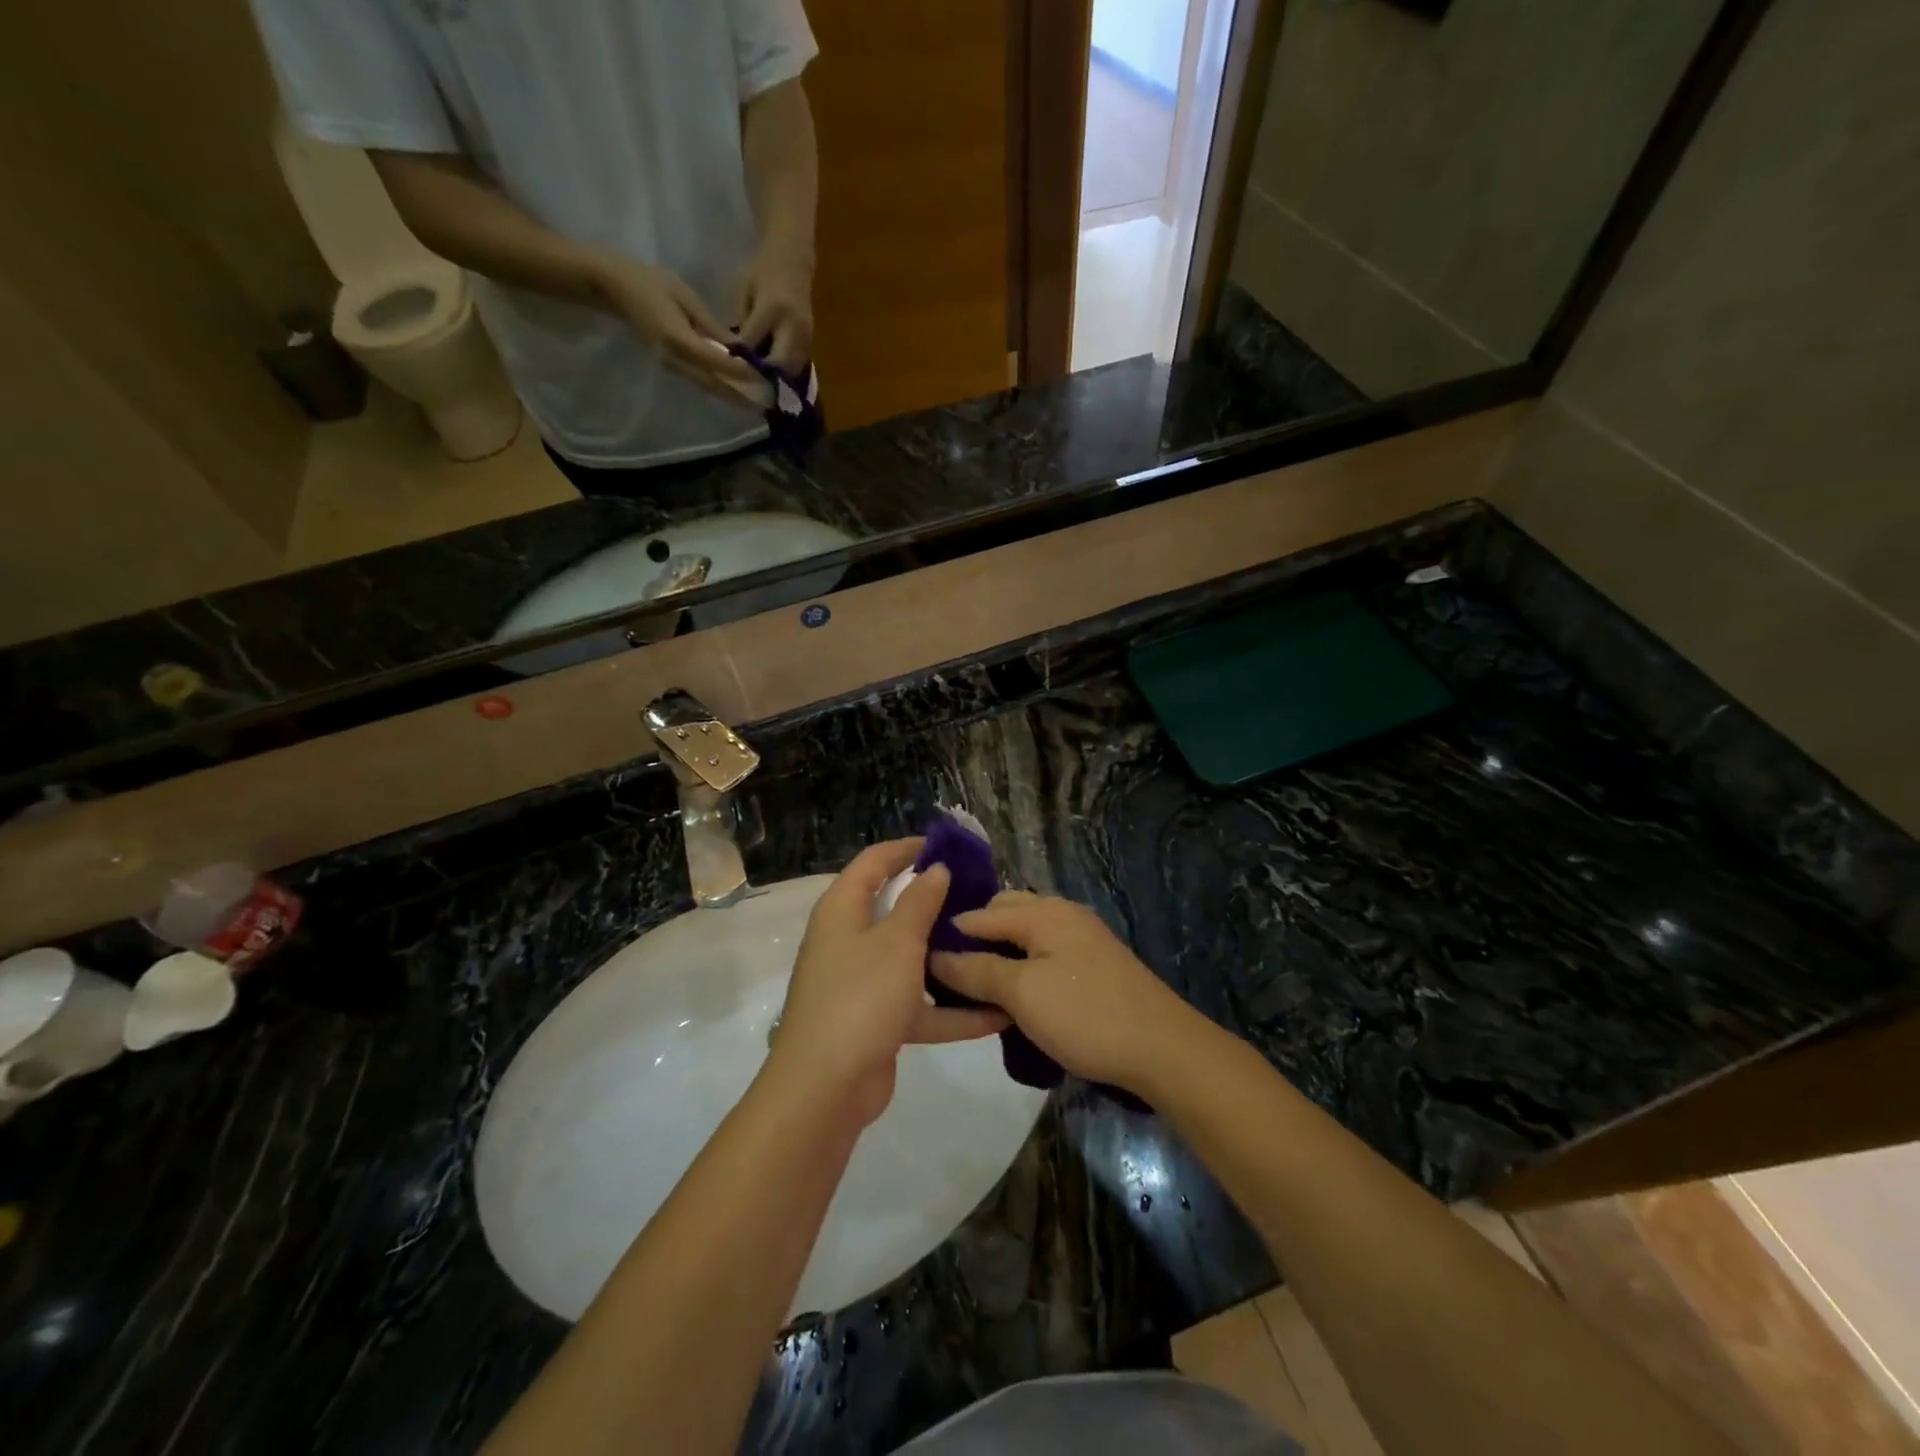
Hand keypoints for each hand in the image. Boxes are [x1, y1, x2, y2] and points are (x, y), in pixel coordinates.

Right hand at [593, 256, 763, 404]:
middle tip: (765, 403)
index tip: (762, 378)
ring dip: (732, 396)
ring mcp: (672, 365)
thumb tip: (737, 348)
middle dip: (740, 395)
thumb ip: (711, 325)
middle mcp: (675, 359)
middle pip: (714, 383)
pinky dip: (720, 388)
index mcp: (678, 339)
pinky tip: (736, 392)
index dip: (740, 372)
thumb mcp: (685, 296)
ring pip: (707, 387)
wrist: (614, 289)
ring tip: (755, 404)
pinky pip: (700, 381)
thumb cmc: (650, 283)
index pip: (716, 361)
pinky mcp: (672, 366)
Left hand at [733, 248, 814, 373]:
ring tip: (759, 380)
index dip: (739, 356)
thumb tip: (737, 353)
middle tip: (746, 380)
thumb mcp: (744, 291)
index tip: (727, 365)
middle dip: (761, 375)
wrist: (793, 261)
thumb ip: (743, 323)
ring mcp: (805, 336)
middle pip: (778, 364)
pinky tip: (771, 371)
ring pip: (790, 370)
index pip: (752, 343)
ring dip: (775, 377)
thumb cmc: (762, 271)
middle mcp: (793, 326)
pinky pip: (796, 365)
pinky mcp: (810, 342)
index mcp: (772, 309)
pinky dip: (783, 371)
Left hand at [768, 840, 1007, 1127]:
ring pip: (911, 959)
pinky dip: (950, 1009)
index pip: (874, 862)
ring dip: (948, 958)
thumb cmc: (860, 997)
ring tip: (992, 947)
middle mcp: (849, 940)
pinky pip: (918, 1004)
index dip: (907, 848)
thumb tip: (936, 869)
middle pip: (894, 909)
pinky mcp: (876, 1021)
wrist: (825, 1088)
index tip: (946, 845)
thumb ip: (920, 902)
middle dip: (936, 903)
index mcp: (843, 910)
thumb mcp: (898, 942)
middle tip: (979, 896)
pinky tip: (995, 1013)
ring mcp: (862, 983)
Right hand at [930, 892, 1196, 1095]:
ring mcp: (1083, 939)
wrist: (1163, 1049)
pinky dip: (1024, 967)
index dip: (949, 934)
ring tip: (977, 987)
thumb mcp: (1022, 993)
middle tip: (948, 973)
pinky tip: (1016, 995)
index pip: (980, 913)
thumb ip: (977, 970)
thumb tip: (936, 955)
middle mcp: (1063, 914)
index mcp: (1043, 912)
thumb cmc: (1085, 1015)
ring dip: (1001, 955)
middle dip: (976, 938)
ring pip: (1027, 936)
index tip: (918, 960)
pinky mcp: (1095, 965)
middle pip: (1006, 915)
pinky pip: (1046, 954)